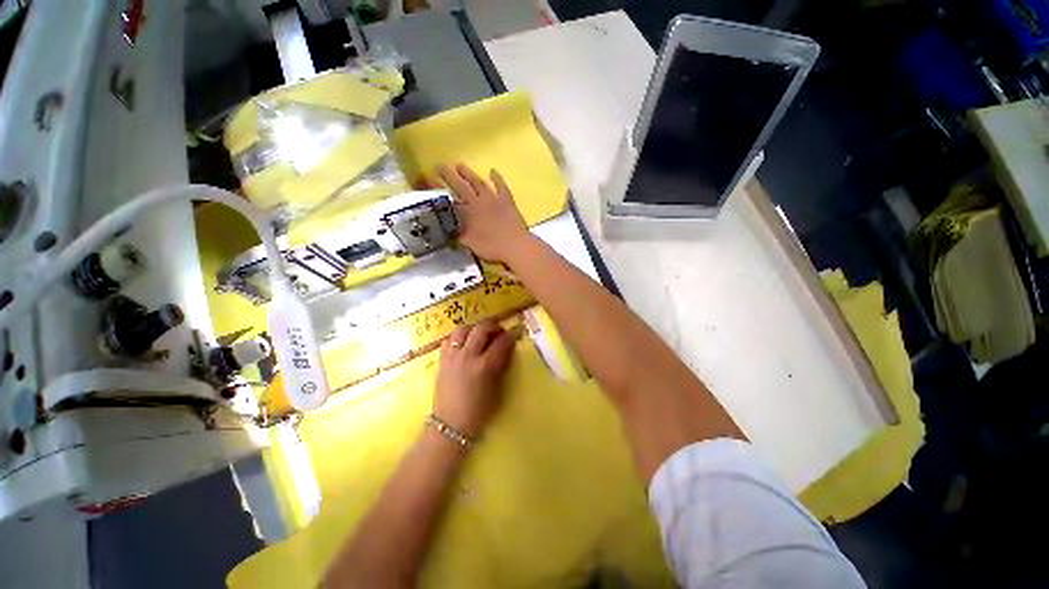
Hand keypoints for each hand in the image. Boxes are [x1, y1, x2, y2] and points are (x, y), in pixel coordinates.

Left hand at [433, 320, 520, 439]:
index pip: (501, 343)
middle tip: (500, 331)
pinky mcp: (442, 360)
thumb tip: (506, 349)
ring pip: (463, 329)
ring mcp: (453, 357)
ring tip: (481, 333)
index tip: (516, 331)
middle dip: (494, 326)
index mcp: (485, 366)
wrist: (451, 425)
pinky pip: (449, 339)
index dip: (511, 335)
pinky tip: (464, 342)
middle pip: (482, 329)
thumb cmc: (479, 411)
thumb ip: (501, 366)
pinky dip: (458, 336)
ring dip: (475, 328)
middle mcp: (468, 356)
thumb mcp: (496, 389)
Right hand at [436, 163, 531, 263]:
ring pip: (479, 183)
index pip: (448, 198)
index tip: (426, 179)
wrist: (515, 246)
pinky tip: (493, 171)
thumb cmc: (491, 247)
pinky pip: (501, 186)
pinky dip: (497, 178)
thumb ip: (457, 235)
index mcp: (468, 212)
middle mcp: (479, 201)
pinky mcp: (507, 201)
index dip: (437, 190)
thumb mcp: (469, 244)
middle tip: (439, 165)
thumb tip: (446, 229)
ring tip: (460, 165)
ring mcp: (494, 199)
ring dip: (469, 174)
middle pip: (461, 186)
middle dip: (449, 175)